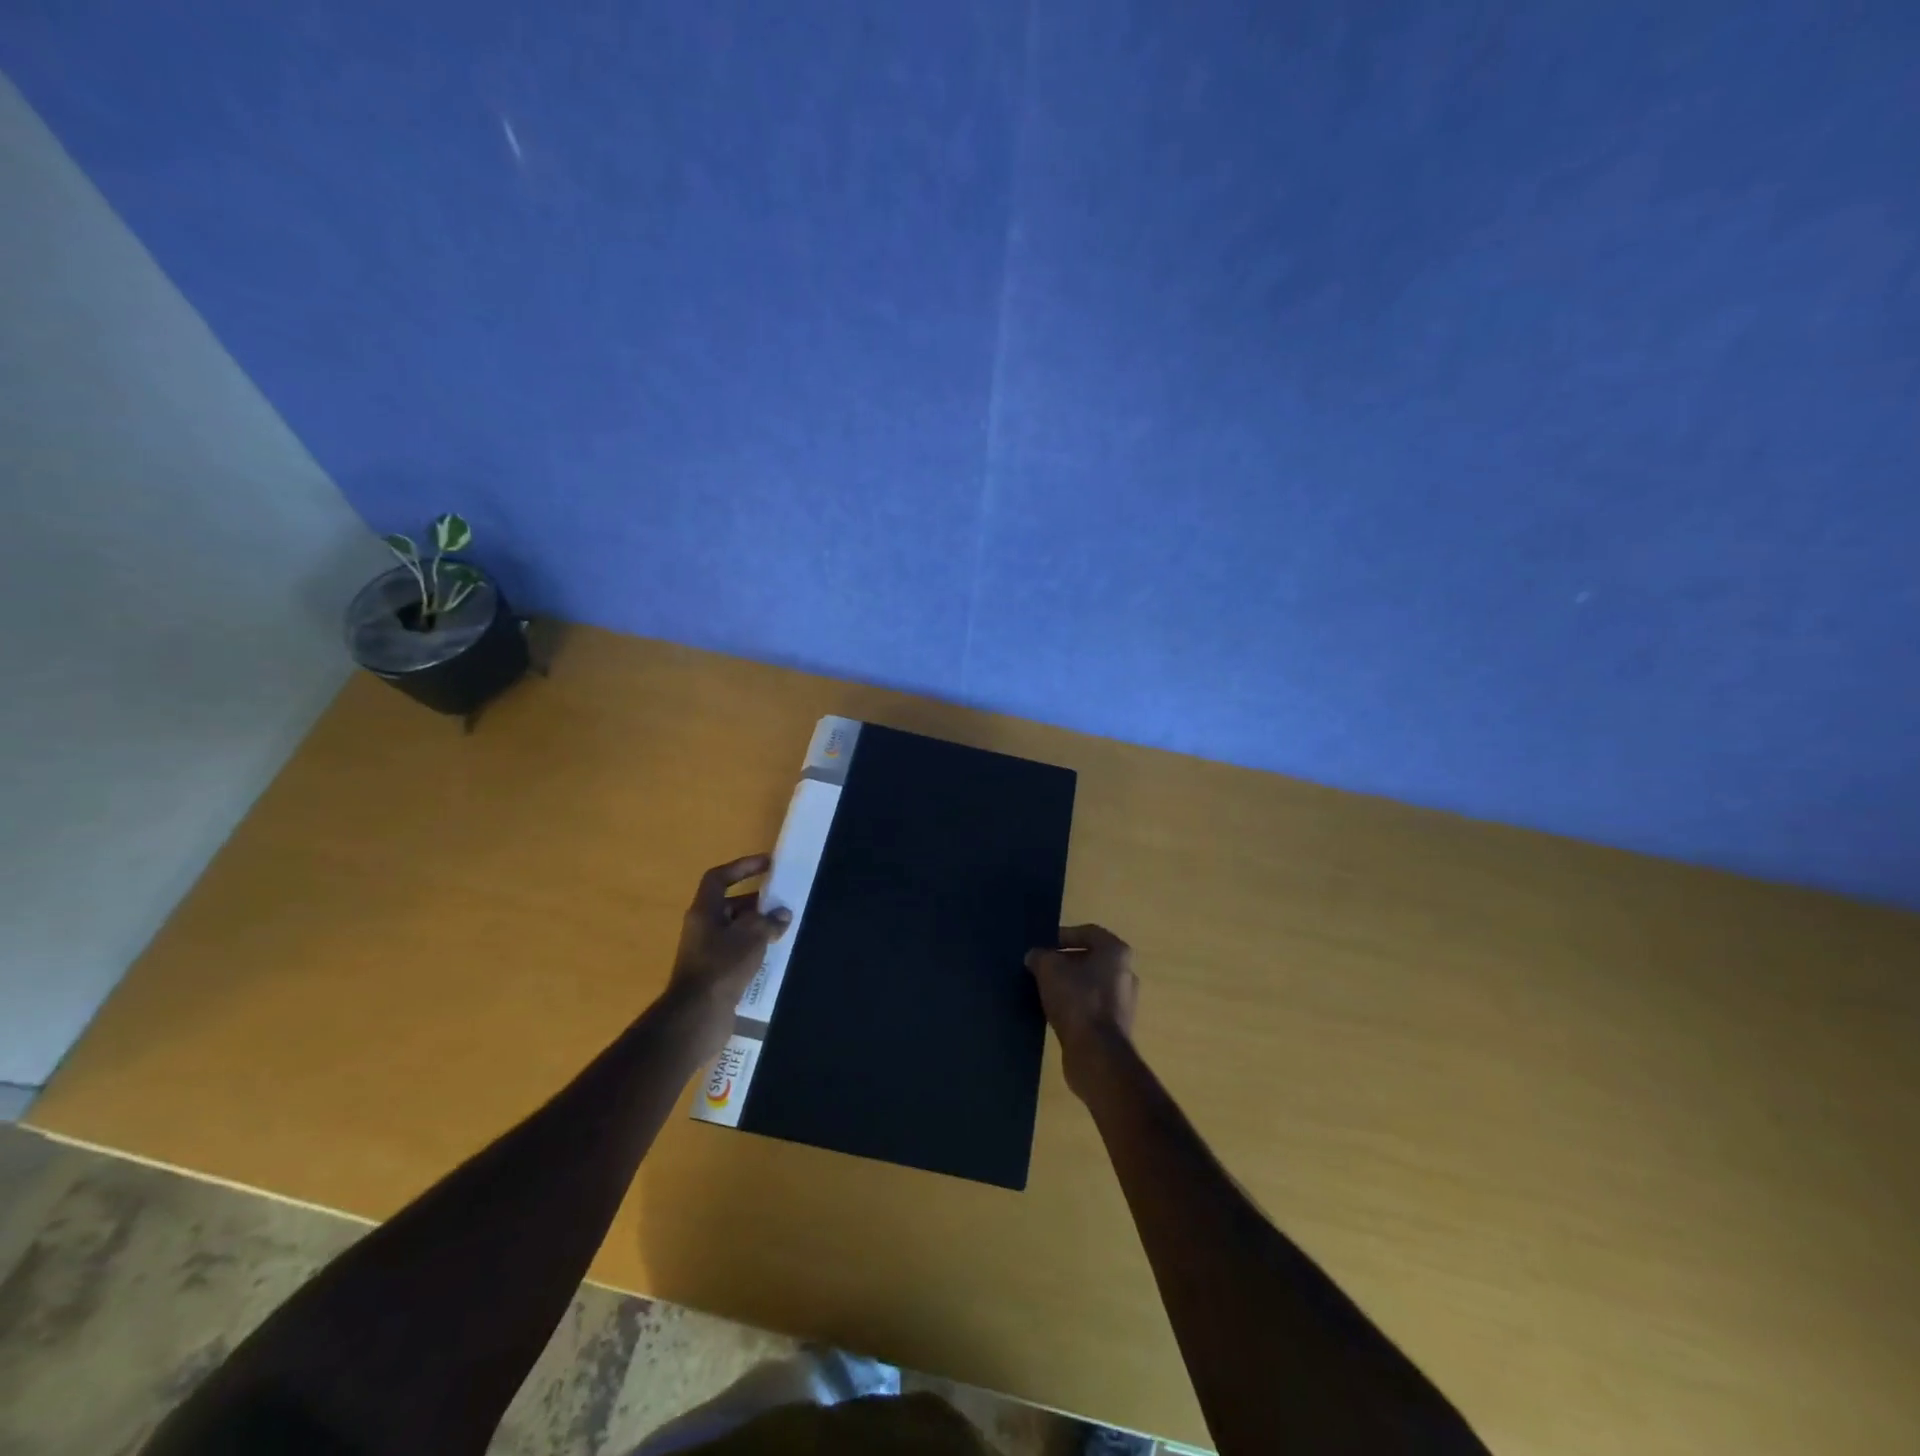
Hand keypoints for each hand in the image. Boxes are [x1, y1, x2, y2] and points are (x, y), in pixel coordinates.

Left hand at [668, 855, 790, 1034]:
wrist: (698, 1015)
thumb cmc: (722, 966)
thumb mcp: (752, 936)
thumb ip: (769, 920)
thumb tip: (782, 914)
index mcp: (704, 911)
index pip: (719, 878)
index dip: (742, 867)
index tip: (767, 864)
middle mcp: (701, 927)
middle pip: (729, 904)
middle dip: (755, 901)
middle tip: (780, 902)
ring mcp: (705, 951)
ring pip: (734, 929)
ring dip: (756, 926)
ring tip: (782, 928)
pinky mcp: (713, 973)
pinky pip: (735, 951)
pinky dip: (753, 948)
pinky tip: (771, 954)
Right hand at [1025, 925, 1137, 1099]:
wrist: (1097, 1054)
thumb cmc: (1077, 1000)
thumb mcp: (1049, 969)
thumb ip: (1040, 956)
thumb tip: (1035, 956)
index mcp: (1116, 952)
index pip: (1088, 932)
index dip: (1063, 935)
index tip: (1043, 946)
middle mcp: (1126, 973)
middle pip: (1090, 959)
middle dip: (1064, 962)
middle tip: (1040, 967)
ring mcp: (1123, 1002)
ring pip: (1090, 985)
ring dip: (1068, 985)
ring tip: (1043, 990)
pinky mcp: (1115, 1027)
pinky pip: (1091, 1007)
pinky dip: (1074, 1006)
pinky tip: (1054, 1012)